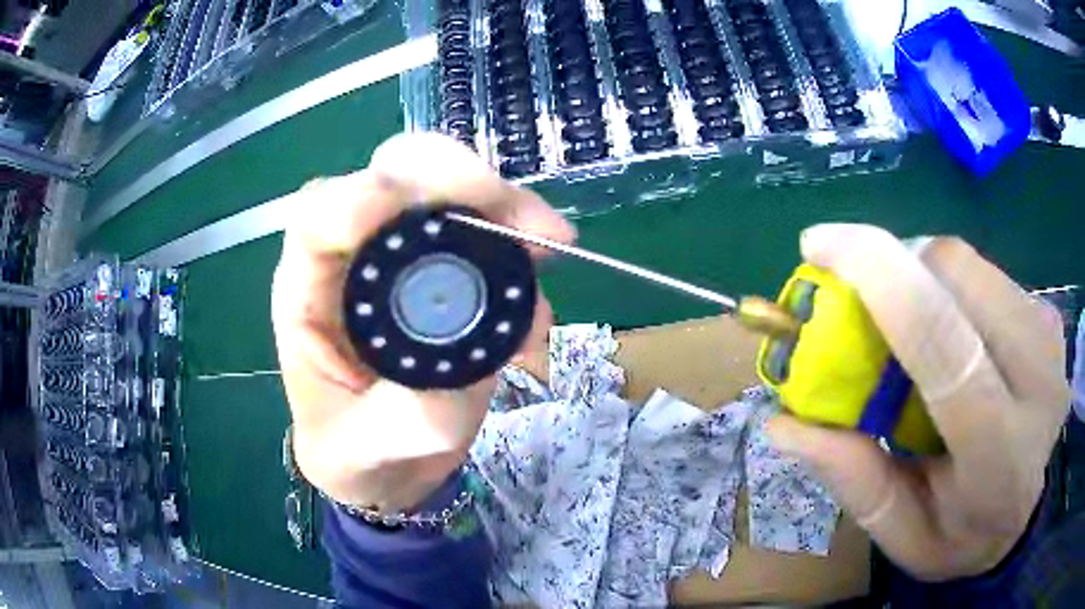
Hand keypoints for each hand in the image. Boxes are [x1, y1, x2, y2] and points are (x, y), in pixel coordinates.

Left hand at [272, 133, 570, 511]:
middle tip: (507, 212)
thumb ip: (396, 423)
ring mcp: (411, 257)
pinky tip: (540, 292)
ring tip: (549, 240)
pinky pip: (492, 237)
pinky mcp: (456, 272)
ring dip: (505, 207)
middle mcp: (359, 256)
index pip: (319, 217)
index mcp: (310, 288)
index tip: (399, 208)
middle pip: (394, 176)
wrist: (391, 461)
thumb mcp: (358, 450)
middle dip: (451, 177)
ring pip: (453, 192)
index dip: (356, 199)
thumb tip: (449, 389)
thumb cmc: (352, 449)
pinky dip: (524, 250)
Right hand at [767, 224, 1067, 580]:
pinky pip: (982, 271)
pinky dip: (946, 284)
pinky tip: (945, 327)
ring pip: (966, 262)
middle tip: (859, 304)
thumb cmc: (965, 536)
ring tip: (905, 325)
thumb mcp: (904, 537)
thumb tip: (785, 422)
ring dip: (918, 274)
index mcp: (998, 451)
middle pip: (955, 274)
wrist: (1027, 512)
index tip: (818, 246)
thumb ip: (856, 481)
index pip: (943, 342)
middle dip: (894, 268)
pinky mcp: (1046, 312)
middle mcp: (1036, 376)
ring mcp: (1047, 334)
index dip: (879, 278)